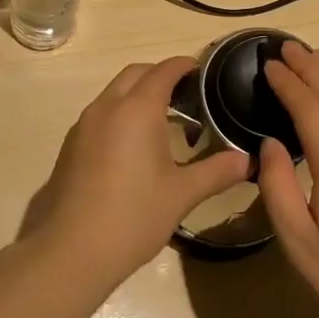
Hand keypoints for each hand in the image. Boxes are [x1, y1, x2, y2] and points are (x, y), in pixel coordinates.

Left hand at [24, 57, 250, 289]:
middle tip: (186, 94)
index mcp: (137, 109)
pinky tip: (132, 147)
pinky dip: (119, 113)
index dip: (184, 65)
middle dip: (160, 75)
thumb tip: (248, 160)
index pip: (164, 71)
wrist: (70, 252)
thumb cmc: (133, 216)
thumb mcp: (182, 194)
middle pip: (135, 74)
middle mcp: (107, 107)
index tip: (202, 71)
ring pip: (114, 92)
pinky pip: (100, 114)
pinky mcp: (70, 146)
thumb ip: (216, 171)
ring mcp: (83, 126)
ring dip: (137, 94)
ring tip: (162, 121)